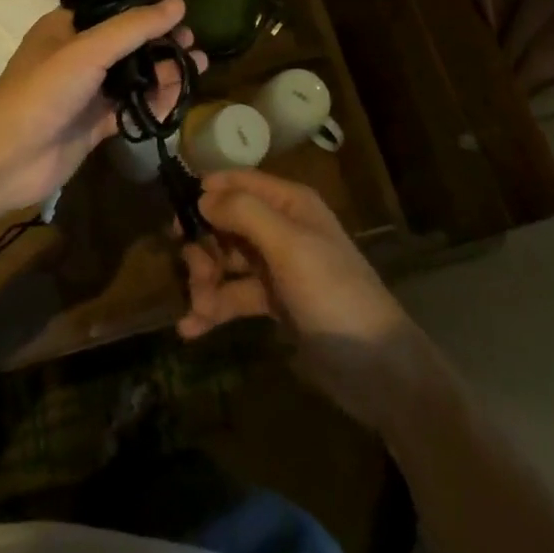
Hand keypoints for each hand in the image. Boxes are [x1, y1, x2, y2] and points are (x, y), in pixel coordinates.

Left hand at [0, 0, 204, 216]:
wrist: (6, 156)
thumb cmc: (43, 90)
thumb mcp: (89, 49)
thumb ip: (134, 27)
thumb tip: (178, 4)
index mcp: (68, 27)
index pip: (116, 11)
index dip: (149, 14)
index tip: (182, 19)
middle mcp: (78, 56)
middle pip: (130, 46)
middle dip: (162, 47)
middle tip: (193, 49)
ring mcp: (86, 93)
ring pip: (133, 79)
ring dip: (163, 75)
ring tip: (193, 72)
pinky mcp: (94, 125)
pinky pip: (131, 110)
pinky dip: (153, 106)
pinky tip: (175, 102)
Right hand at [178, 168, 428, 433]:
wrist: (378, 370)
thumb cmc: (333, 294)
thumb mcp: (289, 246)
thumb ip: (244, 213)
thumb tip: (201, 195)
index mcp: (289, 203)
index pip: (238, 181)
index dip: (206, 193)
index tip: (175, 218)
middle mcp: (281, 227)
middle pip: (226, 223)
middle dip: (203, 247)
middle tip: (196, 275)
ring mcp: (277, 267)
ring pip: (226, 261)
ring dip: (205, 282)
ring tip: (198, 311)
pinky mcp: (274, 303)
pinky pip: (234, 296)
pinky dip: (213, 308)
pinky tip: (191, 329)